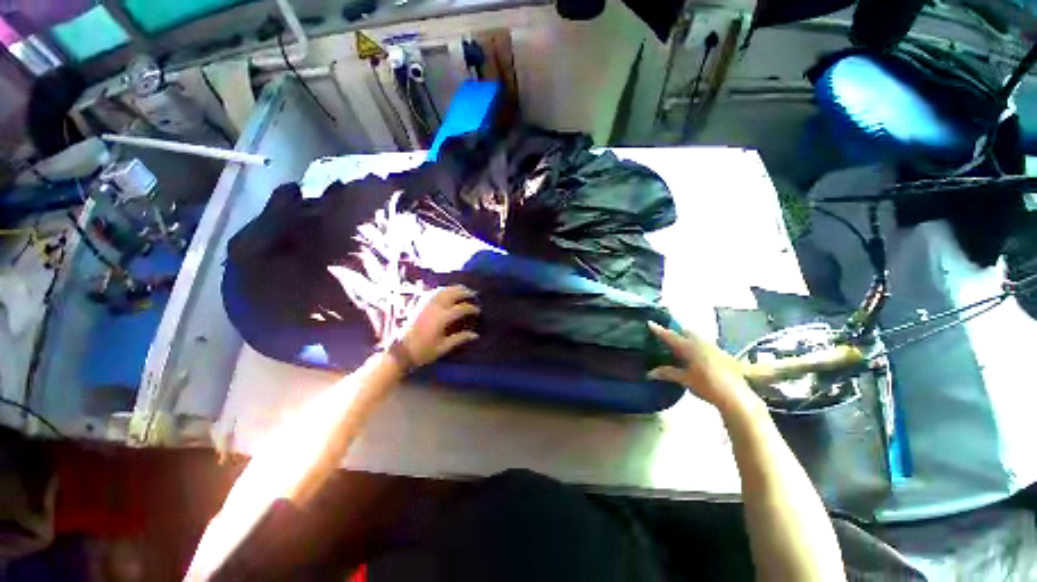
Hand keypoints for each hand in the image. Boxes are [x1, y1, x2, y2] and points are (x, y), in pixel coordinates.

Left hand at [400, 286, 479, 366]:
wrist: (400, 352)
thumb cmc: (423, 351)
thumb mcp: (443, 347)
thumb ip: (460, 338)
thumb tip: (475, 335)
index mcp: (442, 317)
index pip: (461, 308)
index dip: (471, 308)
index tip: (478, 311)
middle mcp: (435, 307)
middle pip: (453, 293)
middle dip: (464, 292)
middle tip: (473, 294)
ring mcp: (426, 304)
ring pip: (443, 290)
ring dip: (454, 288)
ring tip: (462, 289)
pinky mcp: (419, 305)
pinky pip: (433, 293)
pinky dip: (443, 290)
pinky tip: (447, 292)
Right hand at [647, 321, 761, 415]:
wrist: (736, 397)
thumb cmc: (707, 386)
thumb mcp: (685, 379)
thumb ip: (667, 373)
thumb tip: (650, 373)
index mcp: (691, 346)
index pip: (671, 336)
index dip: (659, 330)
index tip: (650, 323)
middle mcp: (702, 343)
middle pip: (686, 332)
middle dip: (676, 332)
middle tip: (666, 337)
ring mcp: (715, 347)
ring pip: (697, 338)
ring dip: (688, 339)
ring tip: (680, 347)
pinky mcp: (723, 355)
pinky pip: (706, 345)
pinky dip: (697, 346)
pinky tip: (696, 357)